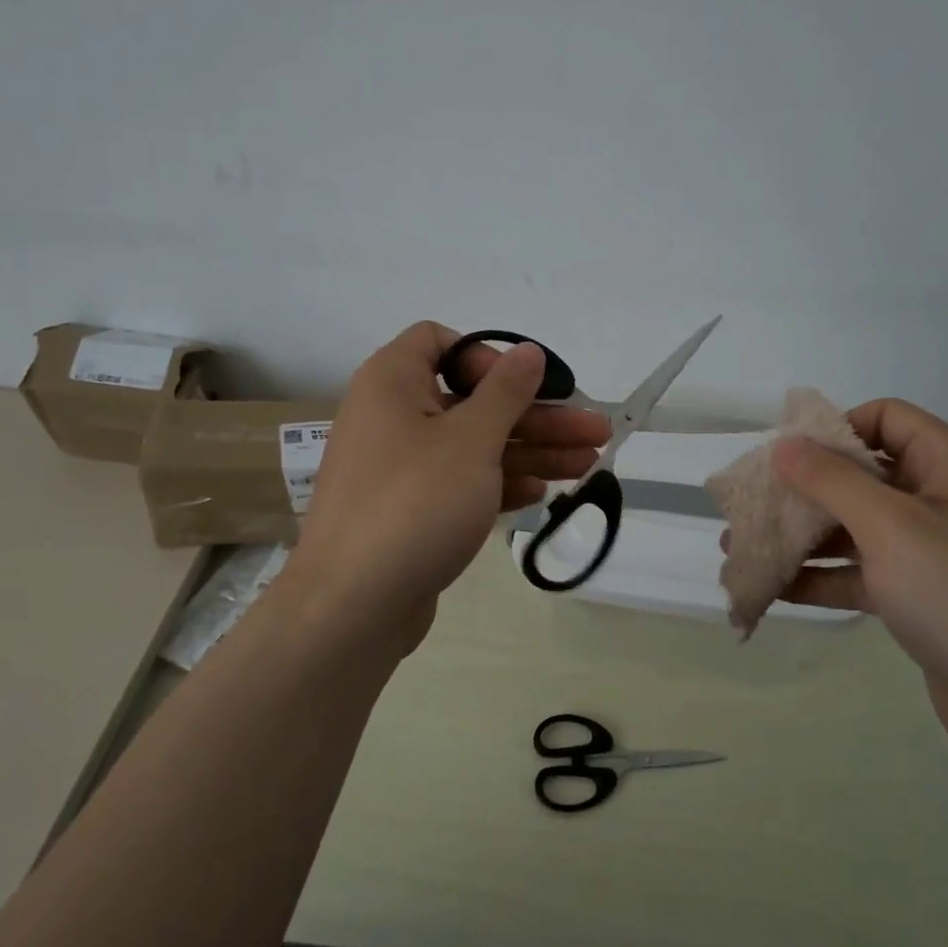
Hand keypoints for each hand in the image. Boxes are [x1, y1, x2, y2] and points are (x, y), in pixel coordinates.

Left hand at [289, 322, 609, 651]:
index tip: (525, 385)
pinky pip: (461, 484)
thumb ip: (506, 392)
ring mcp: (401, 469)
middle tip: (594, 430)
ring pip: (474, 446)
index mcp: (393, 382)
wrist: (353, 605)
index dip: (486, 357)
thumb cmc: (415, 502)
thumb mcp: (471, 439)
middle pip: (473, 400)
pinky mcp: (410, 512)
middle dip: (537, 416)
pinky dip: (499, 483)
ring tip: (589, 463)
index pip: (439, 341)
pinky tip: (542, 493)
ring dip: (531, 451)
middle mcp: (393, 417)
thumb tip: (527, 352)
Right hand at [753, 399, 947, 770]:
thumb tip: (784, 443)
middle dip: (802, 491)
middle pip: (862, 476)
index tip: (781, 457)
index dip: (832, 430)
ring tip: (742, 549)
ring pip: (857, 529)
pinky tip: (775, 590)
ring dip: (803, 537)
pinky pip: (864, 575)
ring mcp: (934, 553)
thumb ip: (832, 481)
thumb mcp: (892, 527)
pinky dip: (822, 578)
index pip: (883, 418)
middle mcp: (942, 499)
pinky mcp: (924, 601)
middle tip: (747, 508)